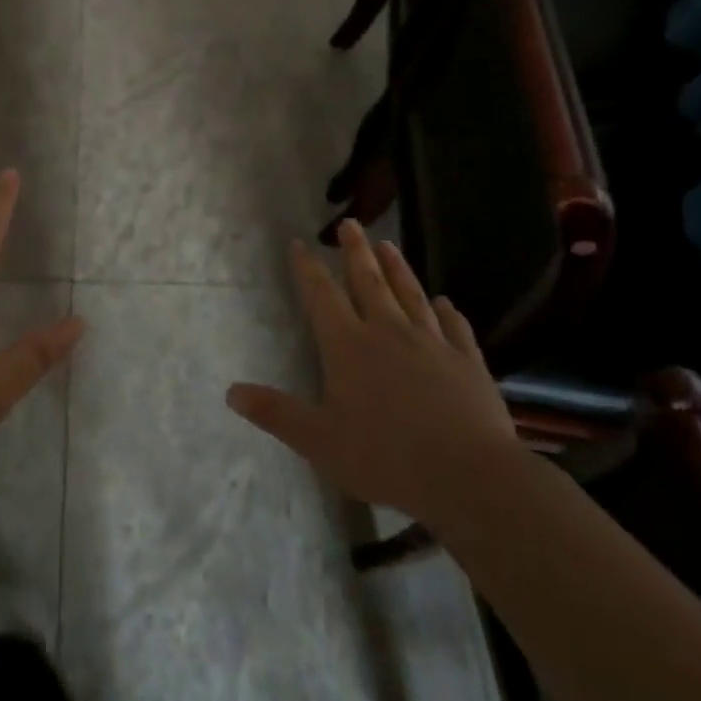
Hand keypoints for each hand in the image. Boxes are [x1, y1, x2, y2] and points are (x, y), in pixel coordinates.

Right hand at [226, 221, 520, 530]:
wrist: (469, 476)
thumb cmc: (385, 457)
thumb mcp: (318, 441)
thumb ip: (275, 413)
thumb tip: (231, 392)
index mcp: (348, 346)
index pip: (322, 295)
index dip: (309, 268)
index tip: (300, 243)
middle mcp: (388, 332)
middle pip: (368, 281)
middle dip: (355, 251)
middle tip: (350, 224)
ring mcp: (432, 343)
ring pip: (411, 294)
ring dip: (398, 268)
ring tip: (388, 244)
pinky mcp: (467, 362)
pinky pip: (455, 327)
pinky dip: (448, 312)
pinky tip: (446, 302)